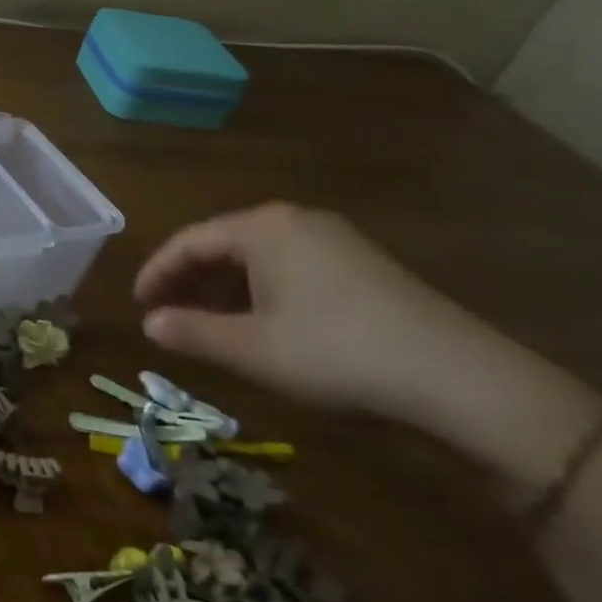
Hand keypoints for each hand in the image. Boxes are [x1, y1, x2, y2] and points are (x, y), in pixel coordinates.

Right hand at [133, 203, 601, 489]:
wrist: (463, 380)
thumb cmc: (337, 354)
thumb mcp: (252, 349)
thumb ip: (191, 332)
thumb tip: (148, 324)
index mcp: (262, 228)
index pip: (189, 241)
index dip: (156, 273)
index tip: (138, 304)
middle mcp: (295, 220)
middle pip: (222, 243)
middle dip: (189, 280)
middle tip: (168, 315)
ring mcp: (334, 239)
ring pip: (257, 256)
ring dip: (225, 288)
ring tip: (209, 324)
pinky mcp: (362, 264)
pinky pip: (290, 266)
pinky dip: (261, 291)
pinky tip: (263, 323)